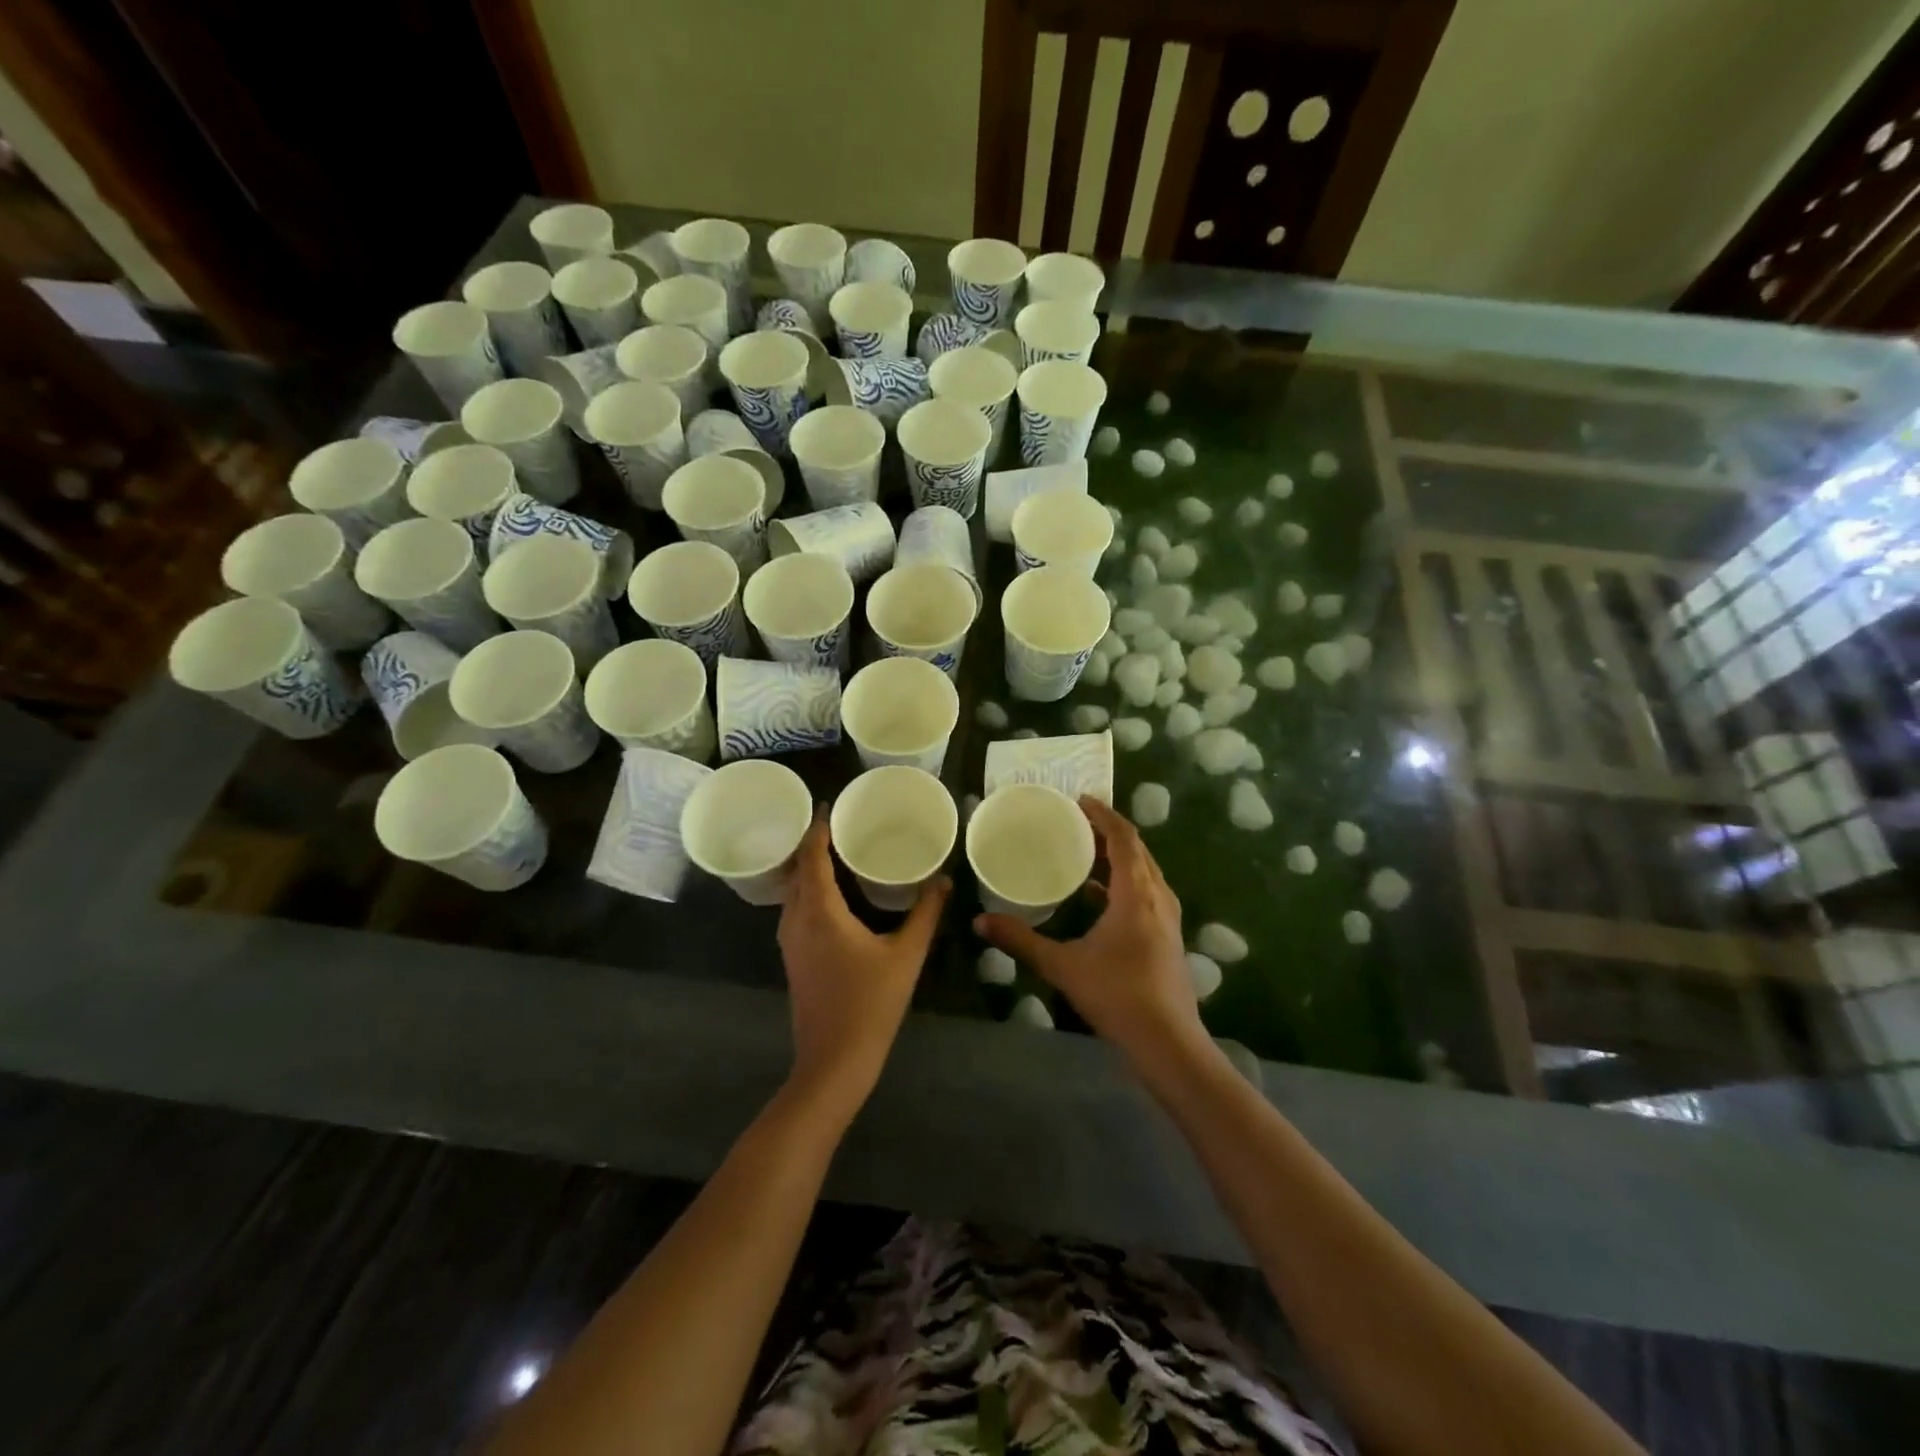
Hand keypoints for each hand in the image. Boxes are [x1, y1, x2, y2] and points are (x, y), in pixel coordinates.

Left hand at [778, 813, 949, 1120]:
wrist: (834, 1061)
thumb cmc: (871, 1004)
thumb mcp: (906, 955)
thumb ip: (925, 913)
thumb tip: (944, 879)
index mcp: (820, 911)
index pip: (812, 856)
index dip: (818, 828)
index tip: (829, 805)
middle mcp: (796, 919)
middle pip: (797, 869)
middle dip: (812, 843)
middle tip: (840, 823)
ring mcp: (790, 941)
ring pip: (792, 891)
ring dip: (808, 867)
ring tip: (836, 850)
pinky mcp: (793, 957)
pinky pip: (795, 908)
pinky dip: (808, 890)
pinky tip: (832, 893)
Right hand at [975, 797, 1206, 1070]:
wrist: (1168, 1042)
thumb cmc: (1117, 995)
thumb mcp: (1062, 965)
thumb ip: (1021, 940)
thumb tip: (980, 921)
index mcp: (1136, 893)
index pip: (1123, 838)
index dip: (1103, 815)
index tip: (1080, 800)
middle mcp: (1158, 897)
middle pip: (1137, 850)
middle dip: (1109, 831)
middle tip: (1077, 822)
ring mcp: (1168, 918)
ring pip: (1145, 872)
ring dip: (1119, 857)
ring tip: (1085, 852)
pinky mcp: (1169, 937)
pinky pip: (1147, 892)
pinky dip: (1124, 882)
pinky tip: (1098, 898)